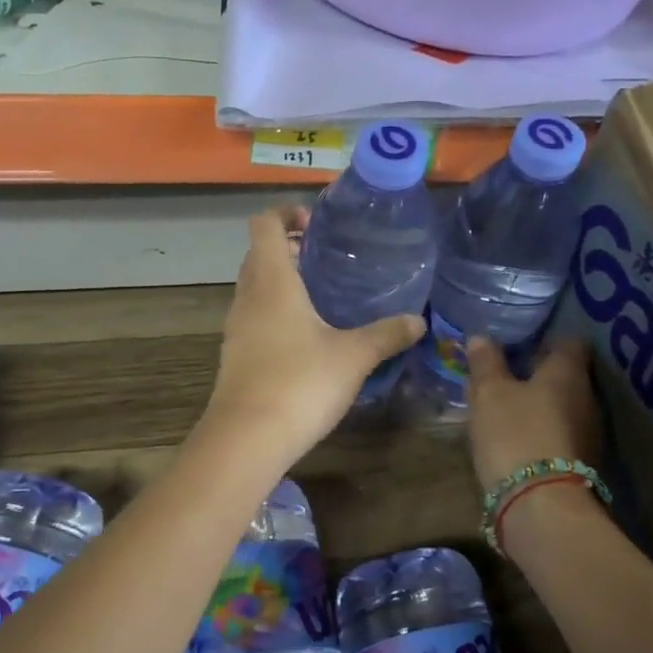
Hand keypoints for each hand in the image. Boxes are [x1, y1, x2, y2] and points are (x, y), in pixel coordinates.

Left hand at [203, 208, 424, 467]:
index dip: (285, 213)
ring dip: (280, 280)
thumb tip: (417, 321)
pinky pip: (254, 316)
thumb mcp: (353, 356)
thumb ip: (386, 334)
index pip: (264, 225)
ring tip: (320, 293)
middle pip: (258, 254)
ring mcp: (236, 327)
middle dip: (287, 247)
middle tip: (324, 255)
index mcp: (272, 281)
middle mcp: (247, 297)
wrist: (247, 438)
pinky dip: (274, 310)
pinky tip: (305, 334)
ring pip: (254, 287)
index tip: (314, 223)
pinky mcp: (236, 355)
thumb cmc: (300, 383)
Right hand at [467, 336, 602, 491]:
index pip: (569, 342)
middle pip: (566, 375)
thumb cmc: (515, 433)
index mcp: (568, 372)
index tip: (520, 342)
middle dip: (538, 372)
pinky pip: (559, 433)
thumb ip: (486, 363)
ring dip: (539, 403)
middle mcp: (587, 397)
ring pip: (562, 406)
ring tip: (506, 406)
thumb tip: (481, 337)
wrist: (540, 505)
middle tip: (506, 373)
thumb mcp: (490, 393)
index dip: (546, 339)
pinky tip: (515, 435)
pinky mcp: (580, 462)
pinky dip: (540, 429)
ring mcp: (588, 432)